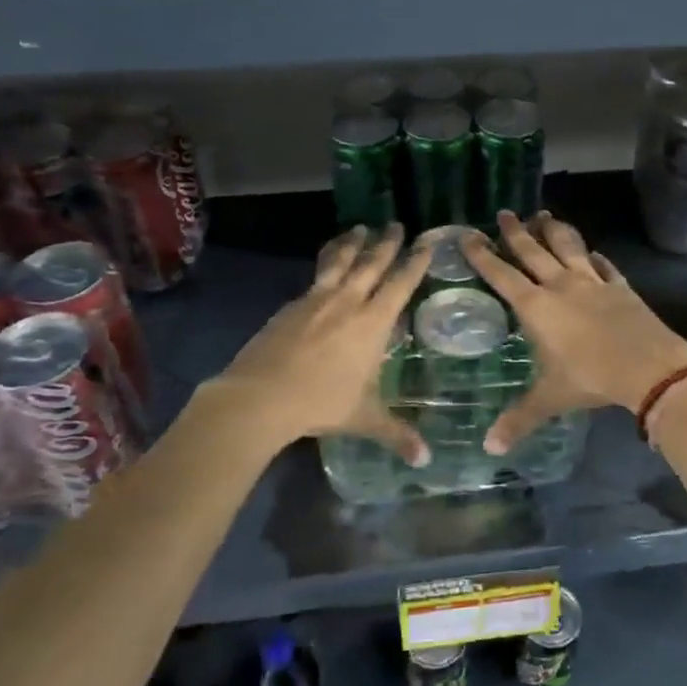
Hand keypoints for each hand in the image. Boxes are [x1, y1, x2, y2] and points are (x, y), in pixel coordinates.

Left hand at [202, 225, 431, 465]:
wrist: (260, 395)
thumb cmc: (320, 403)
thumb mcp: (364, 418)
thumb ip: (396, 434)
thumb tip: (426, 461)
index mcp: (373, 323)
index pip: (401, 283)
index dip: (415, 262)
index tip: (425, 242)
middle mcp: (349, 302)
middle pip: (372, 263)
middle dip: (387, 243)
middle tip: (396, 224)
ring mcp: (317, 299)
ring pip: (341, 261)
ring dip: (353, 243)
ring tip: (360, 229)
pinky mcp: (292, 304)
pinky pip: (316, 274)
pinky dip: (327, 261)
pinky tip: (326, 264)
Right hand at [461, 211, 686, 453]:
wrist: (649, 366)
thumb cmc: (591, 378)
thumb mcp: (550, 398)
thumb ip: (519, 419)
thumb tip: (488, 447)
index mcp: (537, 306)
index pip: (502, 274)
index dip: (483, 255)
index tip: (469, 234)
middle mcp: (561, 285)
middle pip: (533, 252)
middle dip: (516, 232)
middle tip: (505, 213)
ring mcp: (593, 282)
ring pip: (568, 247)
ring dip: (554, 230)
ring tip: (544, 215)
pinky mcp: (620, 286)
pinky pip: (605, 266)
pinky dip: (596, 257)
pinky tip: (594, 252)